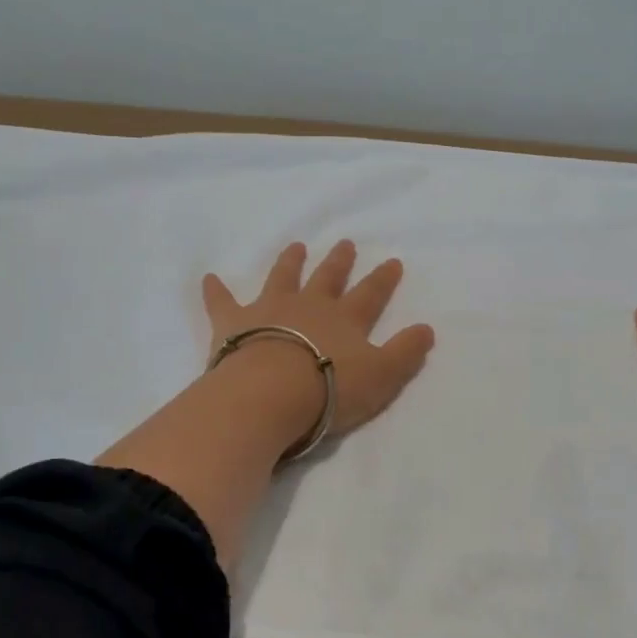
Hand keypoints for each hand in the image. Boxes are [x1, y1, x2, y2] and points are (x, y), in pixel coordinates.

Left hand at [203, 240, 436, 438]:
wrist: (270, 394)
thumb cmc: (330, 389)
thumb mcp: (382, 376)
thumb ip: (405, 352)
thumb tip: (427, 329)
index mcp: (345, 320)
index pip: (370, 294)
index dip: (383, 279)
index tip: (392, 261)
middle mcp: (309, 306)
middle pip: (327, 278)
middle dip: (338, 261)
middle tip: (345, 243)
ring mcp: (269, 310)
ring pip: (282, 278)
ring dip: (290, 262)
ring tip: (296, 246)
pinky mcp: (234, 323)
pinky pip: (222, 302)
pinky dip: (216, 290)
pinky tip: (209, 278)